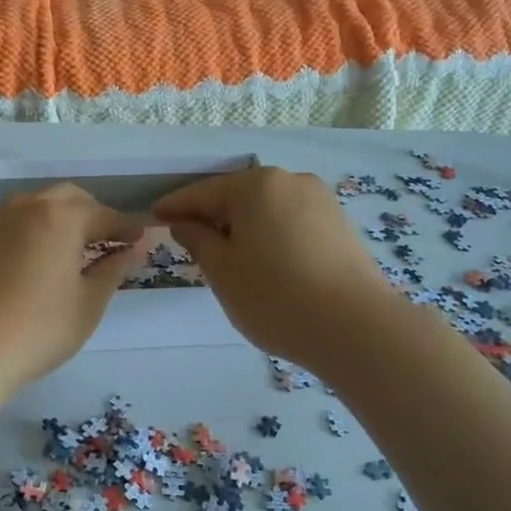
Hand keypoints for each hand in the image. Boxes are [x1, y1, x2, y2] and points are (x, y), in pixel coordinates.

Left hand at [0, 184, 144, 396]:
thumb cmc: (37, 331)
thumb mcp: (87, 304)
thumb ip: (113, 269)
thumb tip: (135, 247)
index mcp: (61, 217)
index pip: (104, 215)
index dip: (125, 227)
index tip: (140, 239)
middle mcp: (25, 205)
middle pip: (67, 198)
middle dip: (90, 214)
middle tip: (105, 241)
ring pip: (32, 203)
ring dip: (54, 216)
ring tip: (64, 246)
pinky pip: (1, 218)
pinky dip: (20, 226)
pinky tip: (21, 250)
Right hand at [153, 166, 397, 374]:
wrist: (357, 328)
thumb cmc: (275, 296)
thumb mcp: (222, 271)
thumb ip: (198, 240)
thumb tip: (186, 224)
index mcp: (256, 185)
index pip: (203, 193)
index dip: (175, 206)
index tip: (154, 216)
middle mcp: (290, 181)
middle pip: (237, 196)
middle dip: (212, 217)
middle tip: (189, 243)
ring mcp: (320, 201)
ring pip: (266, 209)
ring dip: (242, 227)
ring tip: (227, 258)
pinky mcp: (339, 224)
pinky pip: (290, 222)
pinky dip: (269, 235)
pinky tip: (264, 262)